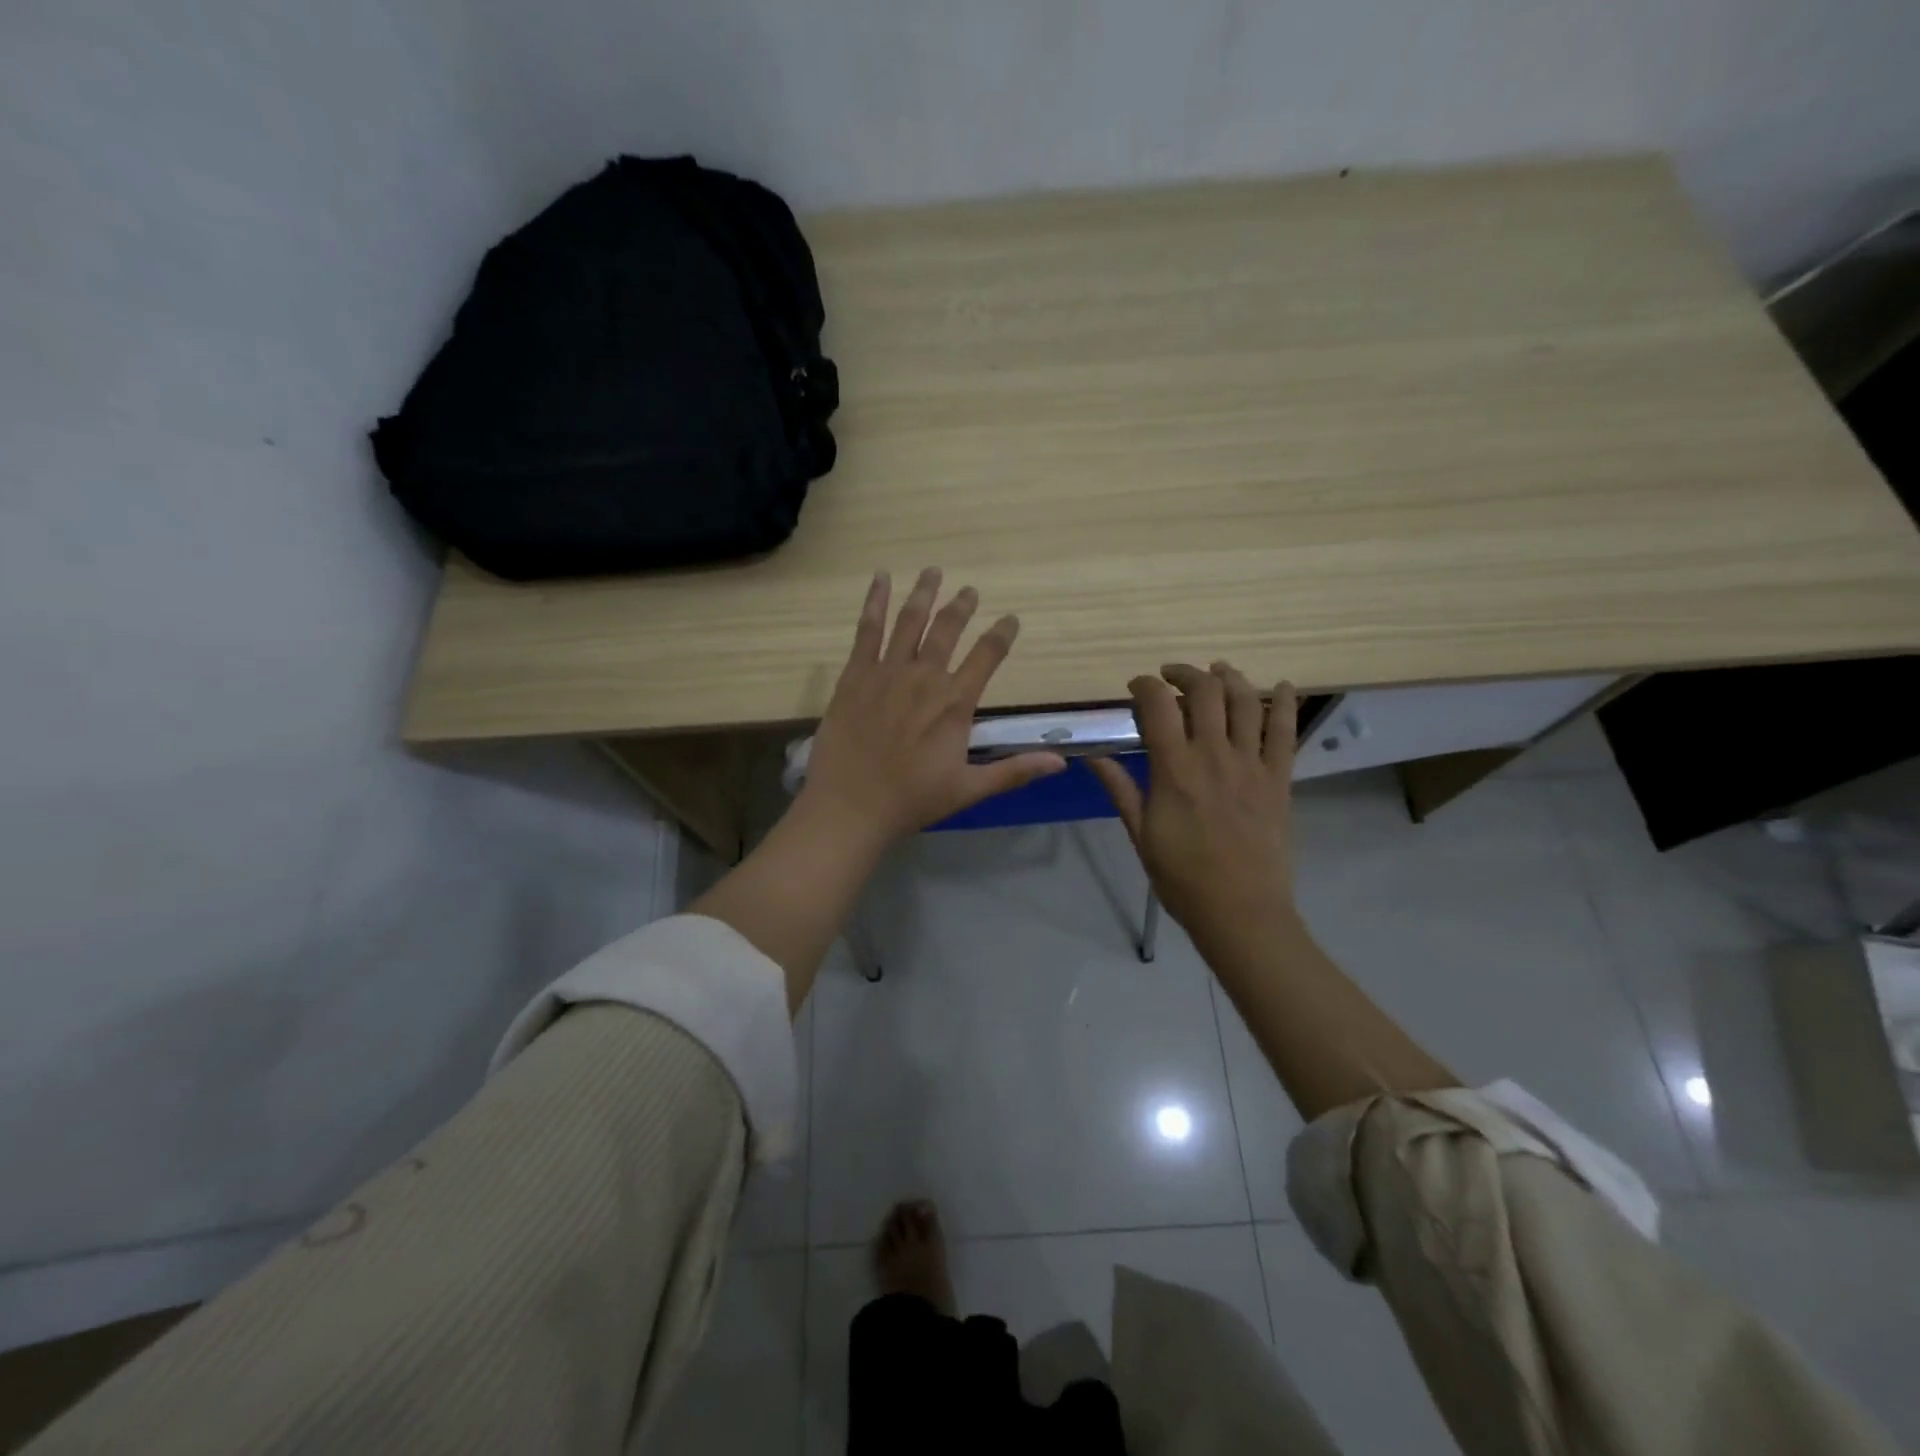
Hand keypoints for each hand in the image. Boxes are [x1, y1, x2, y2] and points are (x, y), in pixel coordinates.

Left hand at [799, 568, 1066, 846]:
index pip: (987, 656)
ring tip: (933, 571)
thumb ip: (1014, 771)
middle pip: (947, 629)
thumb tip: (1061, 762)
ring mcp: (887, 672)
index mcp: (955, 702)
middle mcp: (925, 677)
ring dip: (924, 593)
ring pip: (910, 621)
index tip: (1011, 619)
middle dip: (961, 606)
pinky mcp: (855, 674)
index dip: (1002, 635)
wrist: (851, 805)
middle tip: (969, 590)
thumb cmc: (912, 800)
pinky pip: (867, 630)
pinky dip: (875, 602)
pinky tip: (880, 579)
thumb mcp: (969, 789)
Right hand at [1090, 664, 1298, 948]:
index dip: (1145, 685)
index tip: (1136, 686)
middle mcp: (1214, 755)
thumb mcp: (1140, 834)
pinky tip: (1282, 685)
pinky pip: (1287, 731)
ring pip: (1246, 701)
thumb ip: (1120, 788)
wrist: (1240, 911)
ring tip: (1218, 672)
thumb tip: (1092, 756)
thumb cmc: (1181, 877)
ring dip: (1230, 677)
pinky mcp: (1279, 778)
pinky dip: (1285, 703)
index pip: (1158, 705)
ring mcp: (1252, 764)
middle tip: (1173, 677)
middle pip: (1205, 691)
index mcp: (1174, 770)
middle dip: (1185, 673)